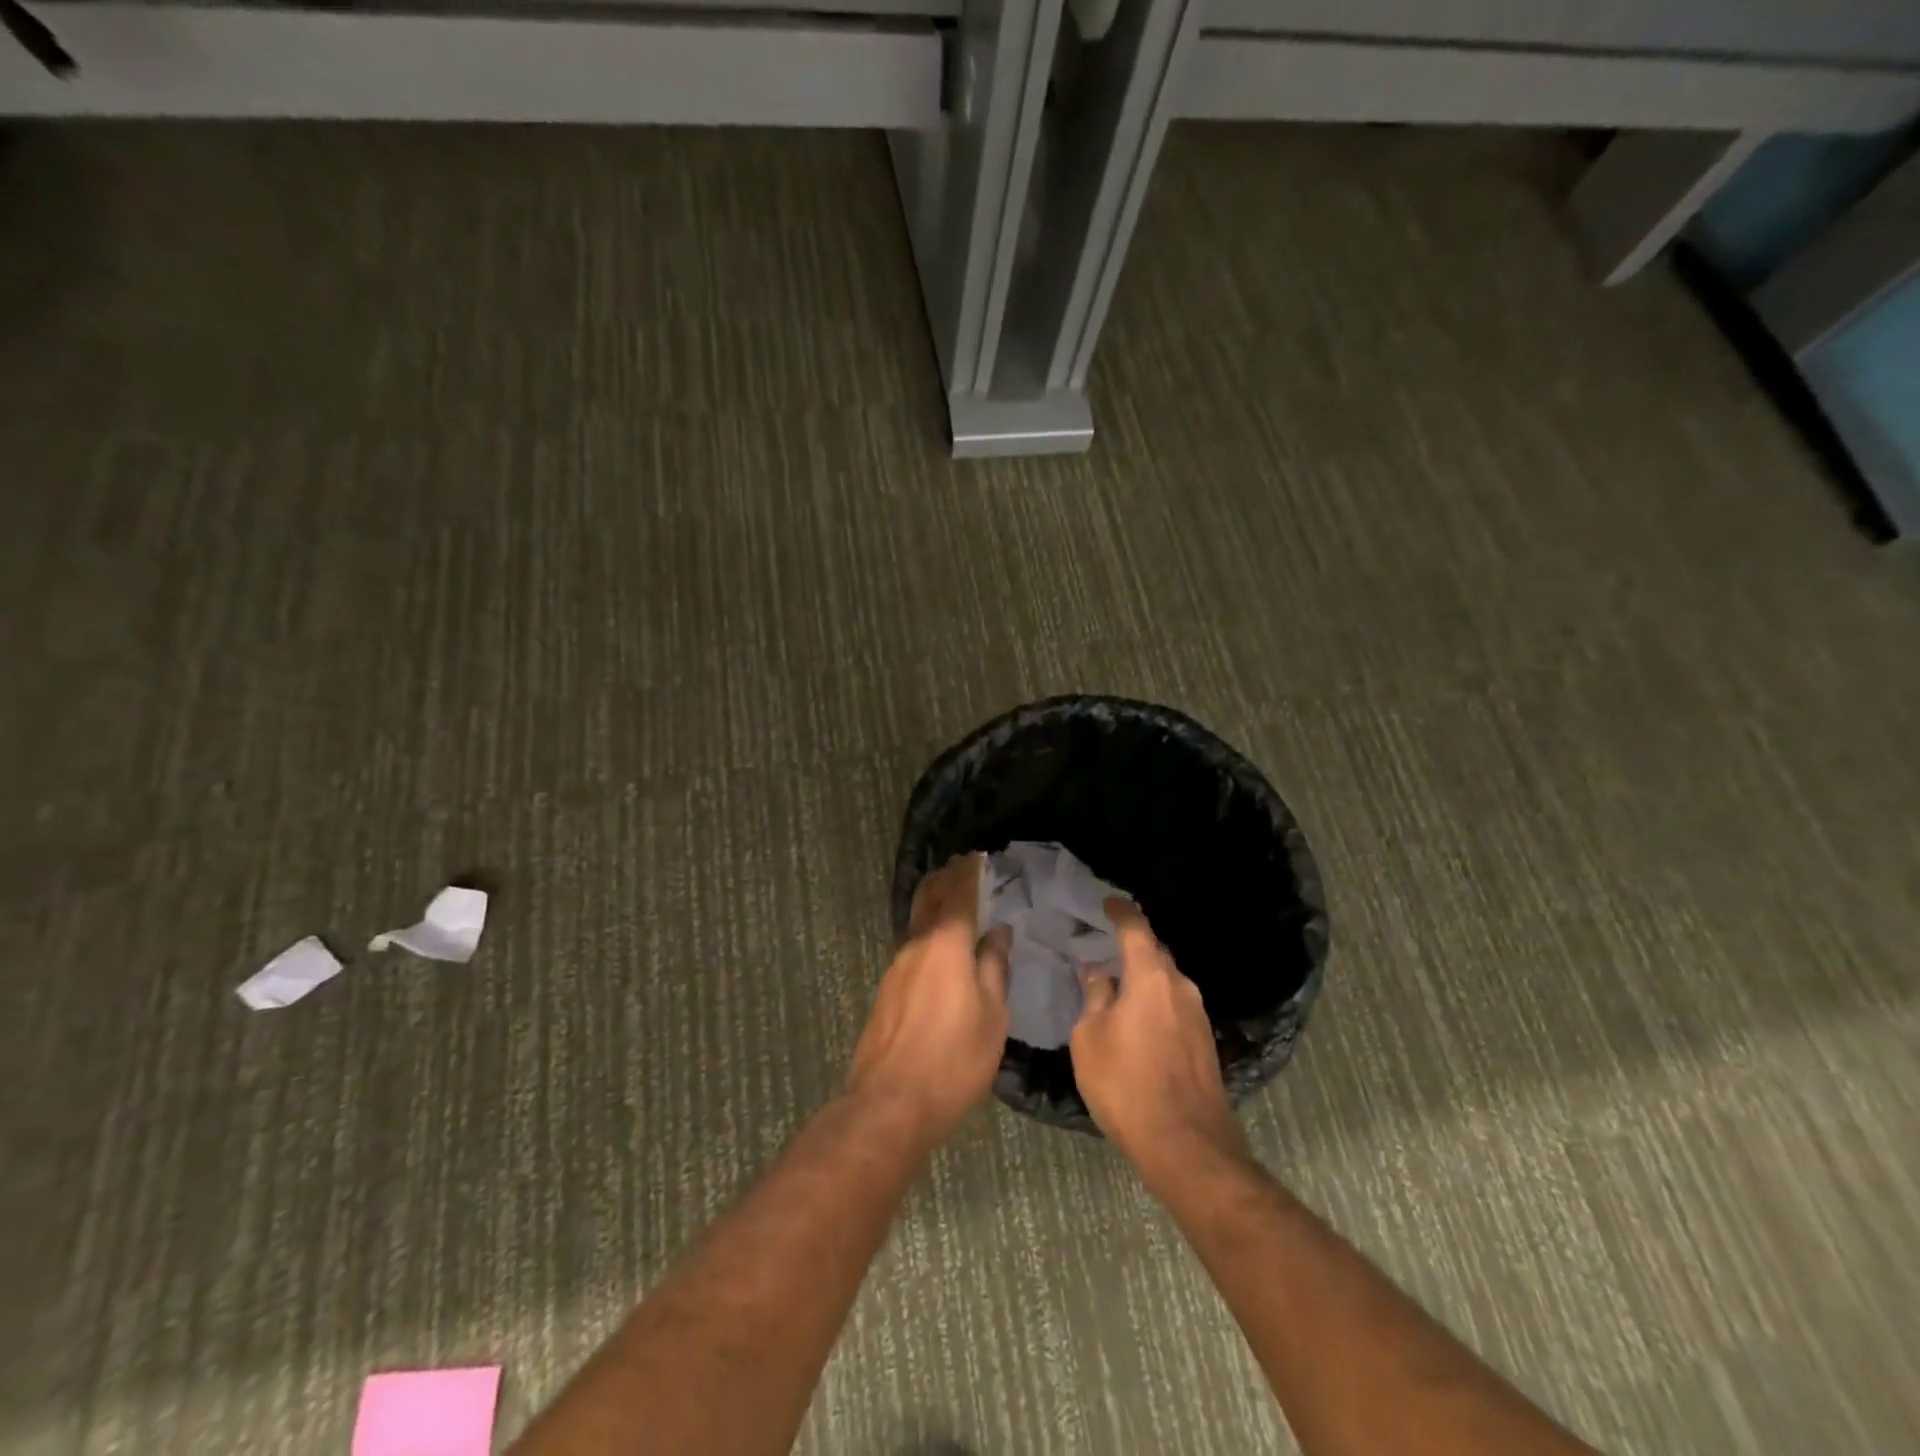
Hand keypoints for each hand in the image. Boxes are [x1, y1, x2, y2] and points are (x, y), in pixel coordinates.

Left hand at [848, 855, 1010, 1146]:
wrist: (890, 1103)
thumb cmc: (954, 1060)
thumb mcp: (992, 1016)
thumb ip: (994, 968)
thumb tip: (996, 933)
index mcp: (946, 943)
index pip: (958, 893)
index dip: (968, 871)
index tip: (977, 855)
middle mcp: (916, 945)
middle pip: (928, 897)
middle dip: (944, 878)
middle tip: (961, 868)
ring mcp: (895, 967)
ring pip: (916, 921)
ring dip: (934, 905)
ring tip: (954, 903)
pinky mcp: (886, 989)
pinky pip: (910, 946)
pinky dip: (927, 933)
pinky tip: (939, 948)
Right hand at [1071, 900, 1246, 1189]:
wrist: (1186, 1146)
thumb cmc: (1126, 1085)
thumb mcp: (1090, 1039)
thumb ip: (1095, 998)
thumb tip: (1098, 973)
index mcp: (1151, 977)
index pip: (1136, 928)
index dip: (1120, 912)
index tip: (1107, 904)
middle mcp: (1181, 986)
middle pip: (1155, 952)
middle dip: (1131, 947)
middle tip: (1104, 947)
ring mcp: (1198, 1014)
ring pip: (1167, 981)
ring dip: (1144, 977)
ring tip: (1117, 984)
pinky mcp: (1205, 1042)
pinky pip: (1175, 1005)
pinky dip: (1155, 1001)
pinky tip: (1138, 1018)